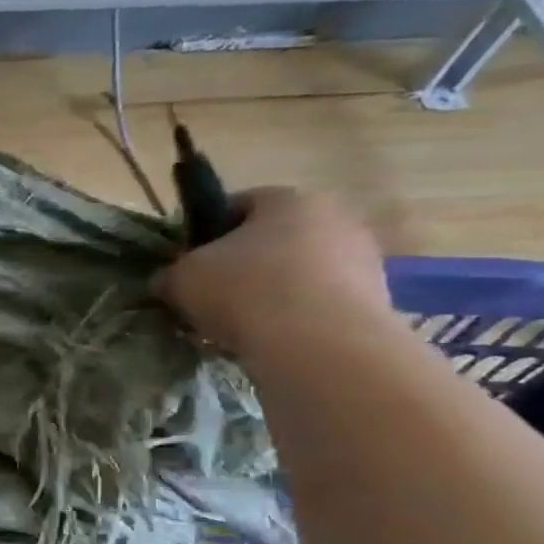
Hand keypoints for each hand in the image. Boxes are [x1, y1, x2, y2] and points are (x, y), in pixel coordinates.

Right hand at [154, 187, 393, 357]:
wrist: (319, 344)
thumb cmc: (244, 290)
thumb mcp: (182, 278)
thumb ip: (170, 274)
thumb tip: (166, 280)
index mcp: (288, 199)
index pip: (240, 203)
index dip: (208, 231)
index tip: (189, 261)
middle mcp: (334, 218)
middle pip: (275, 238)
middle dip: (244, 263)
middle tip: (212, 295)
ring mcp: (363, 259)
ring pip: (299, 271)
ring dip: (272, 292)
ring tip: (240, 326)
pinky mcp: (377, 299)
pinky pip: (320, 303)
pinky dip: (296, 317)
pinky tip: (271, 341)